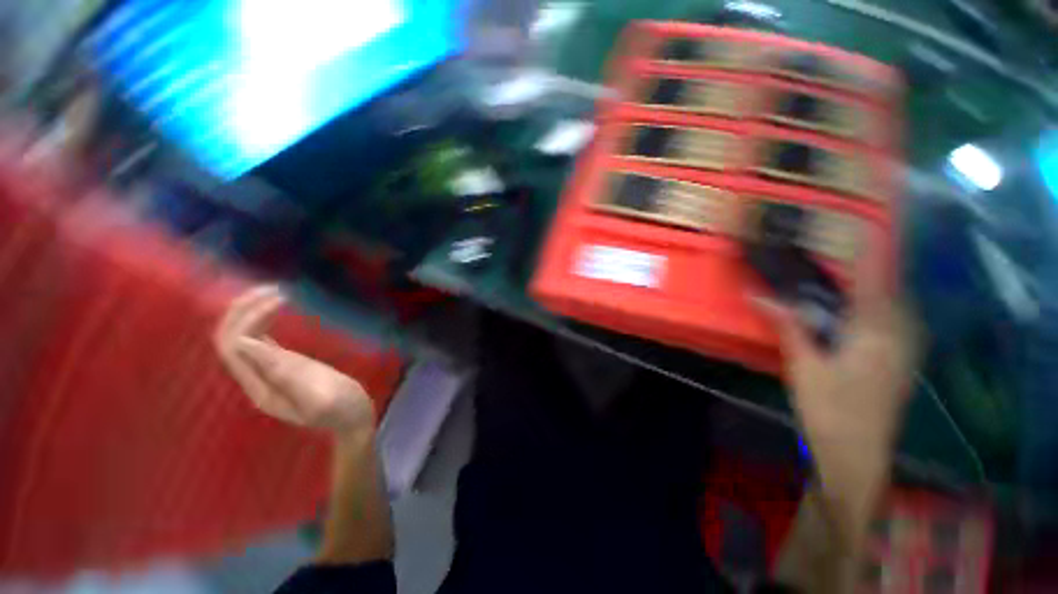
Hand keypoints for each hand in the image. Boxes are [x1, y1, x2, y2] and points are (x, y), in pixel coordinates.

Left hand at [214, 285, 375, 435]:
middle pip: (231, 339)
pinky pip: (260, 339)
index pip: (235, 347)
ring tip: (276, 291)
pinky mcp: (283, 366)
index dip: (249, 319)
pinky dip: (264, 320)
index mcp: (261, 386)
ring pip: (242, 337)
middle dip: (244, 310)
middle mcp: (256, 378)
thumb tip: (245, 343)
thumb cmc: (342, 409)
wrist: (353, 419)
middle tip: (273, 288)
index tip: (280, 300)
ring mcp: (268, 372)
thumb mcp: (318, 395)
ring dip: (252, 312)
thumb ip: (283, 373)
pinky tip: (278, 308)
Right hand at [764, 232, 918, 448]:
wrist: (858, 456)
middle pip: (884, 282)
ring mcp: (903, 344)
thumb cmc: (832, 411)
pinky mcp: (897, 355)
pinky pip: (884, 316)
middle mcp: (900, 330)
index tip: (854, 216)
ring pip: (885, 299)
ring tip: (829, 268)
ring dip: (860, 281)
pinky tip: (840, 304)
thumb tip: (757, 295)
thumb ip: (788, 325)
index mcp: (880, 329)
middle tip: (826, 244)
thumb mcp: (805, 366)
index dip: (870, 242)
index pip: (878, 272)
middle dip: (859, 260)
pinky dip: (864, 302)